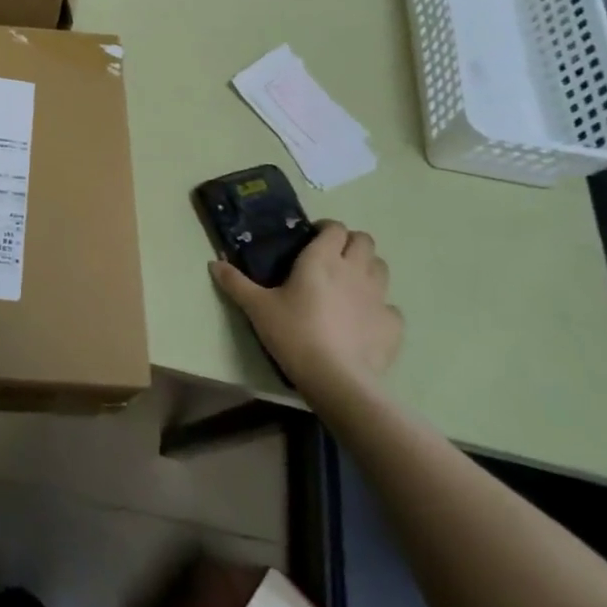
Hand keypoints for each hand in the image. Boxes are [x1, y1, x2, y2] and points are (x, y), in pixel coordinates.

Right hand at [209, 221, 402, 396]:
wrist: (336, 379)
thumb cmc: (294, 333)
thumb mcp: (257, 307)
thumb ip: (236, 283)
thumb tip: (213, 263)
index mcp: (322, 259)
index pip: (335, 228)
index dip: (326, 229)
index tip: (312, 240)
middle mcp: (353, 269)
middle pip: (364, 241)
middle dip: (351, 244)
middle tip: (332, 259)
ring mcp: (378, 297)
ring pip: (382, 268)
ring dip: (368, 269)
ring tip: (350, 285)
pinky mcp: (392, 324)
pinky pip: (391, 307)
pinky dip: (380, 308)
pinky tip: (365, 320)